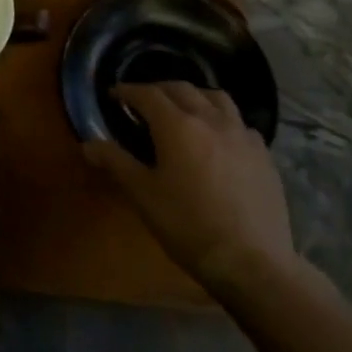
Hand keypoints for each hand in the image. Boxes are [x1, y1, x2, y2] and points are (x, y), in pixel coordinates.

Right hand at [85, 82, 299, 298]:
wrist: (253, 263)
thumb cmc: (189, 226)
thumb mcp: (143, 195)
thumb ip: (115, 163)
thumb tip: (87, 144)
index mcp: (177, 125)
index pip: (147, 94)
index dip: (127, 91)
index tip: (114, 94)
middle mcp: (210, 119)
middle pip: (181, 89)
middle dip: (158, 89)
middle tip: (143, 101)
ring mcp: (242, 135)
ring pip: (216, 98)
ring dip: (194, 96)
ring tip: (184, 110)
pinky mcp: (264, 154)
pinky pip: (240, 124)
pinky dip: (223, 121)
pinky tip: (220, 140)